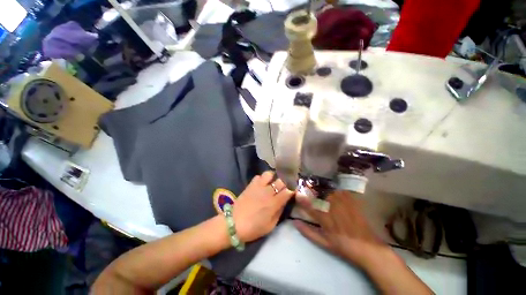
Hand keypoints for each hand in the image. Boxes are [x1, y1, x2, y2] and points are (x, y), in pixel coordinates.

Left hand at [233, 171, 294, 242]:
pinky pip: (258, 176)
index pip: (288, 191)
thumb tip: (284, 202)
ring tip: (272, 183)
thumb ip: (279, 212)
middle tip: (284, 186)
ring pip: (269, 174)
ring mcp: (258, 186)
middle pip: (281, 180)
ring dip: (272, 178)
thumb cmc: (253, 228)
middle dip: (285, 182)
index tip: (293, 190)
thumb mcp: (271, 225)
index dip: (292, 189)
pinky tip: (261, 185)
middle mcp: (267, 191)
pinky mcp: (250, 185)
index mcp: (274, 203)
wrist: (233, 223)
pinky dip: (262, 179)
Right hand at [293, 191, 387, 267]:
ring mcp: (343, 204)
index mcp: (324, 219)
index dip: (301, 199)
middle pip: (319, 194)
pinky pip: (341, 191)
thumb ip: (308, 231)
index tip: (297, 194)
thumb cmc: (343, 246)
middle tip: (308, 188)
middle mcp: (332, 209)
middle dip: (312, 190)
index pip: (309, 206)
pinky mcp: (352, 202)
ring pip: (329, 191)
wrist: (367, 248)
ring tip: (319, 188)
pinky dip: (335, 190)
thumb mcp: (323, 242)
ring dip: (322, 189)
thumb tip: (295, 222)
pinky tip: (334, 191)